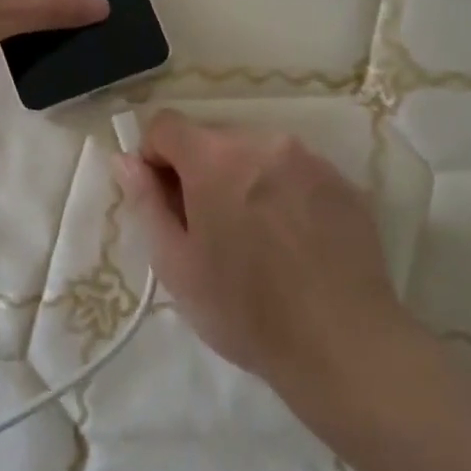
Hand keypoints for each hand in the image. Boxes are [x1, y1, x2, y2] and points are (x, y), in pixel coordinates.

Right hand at [113, 112, 419, 394]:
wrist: (344, 345)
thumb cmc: (244, 309)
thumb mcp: (175, 263)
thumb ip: (145, 202)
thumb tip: (125, 161)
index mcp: (216, 159)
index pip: (166, 125)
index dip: (152, 157)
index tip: (163, 202)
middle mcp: (264, 143)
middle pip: (212, 138)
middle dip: (198, 172)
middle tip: (205, 229)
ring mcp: (311, 161)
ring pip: (255, 154)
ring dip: (240, 180)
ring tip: (251, 239)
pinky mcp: (344, 184)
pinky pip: (294, 172)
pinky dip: (279, 193)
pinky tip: (289, 242)